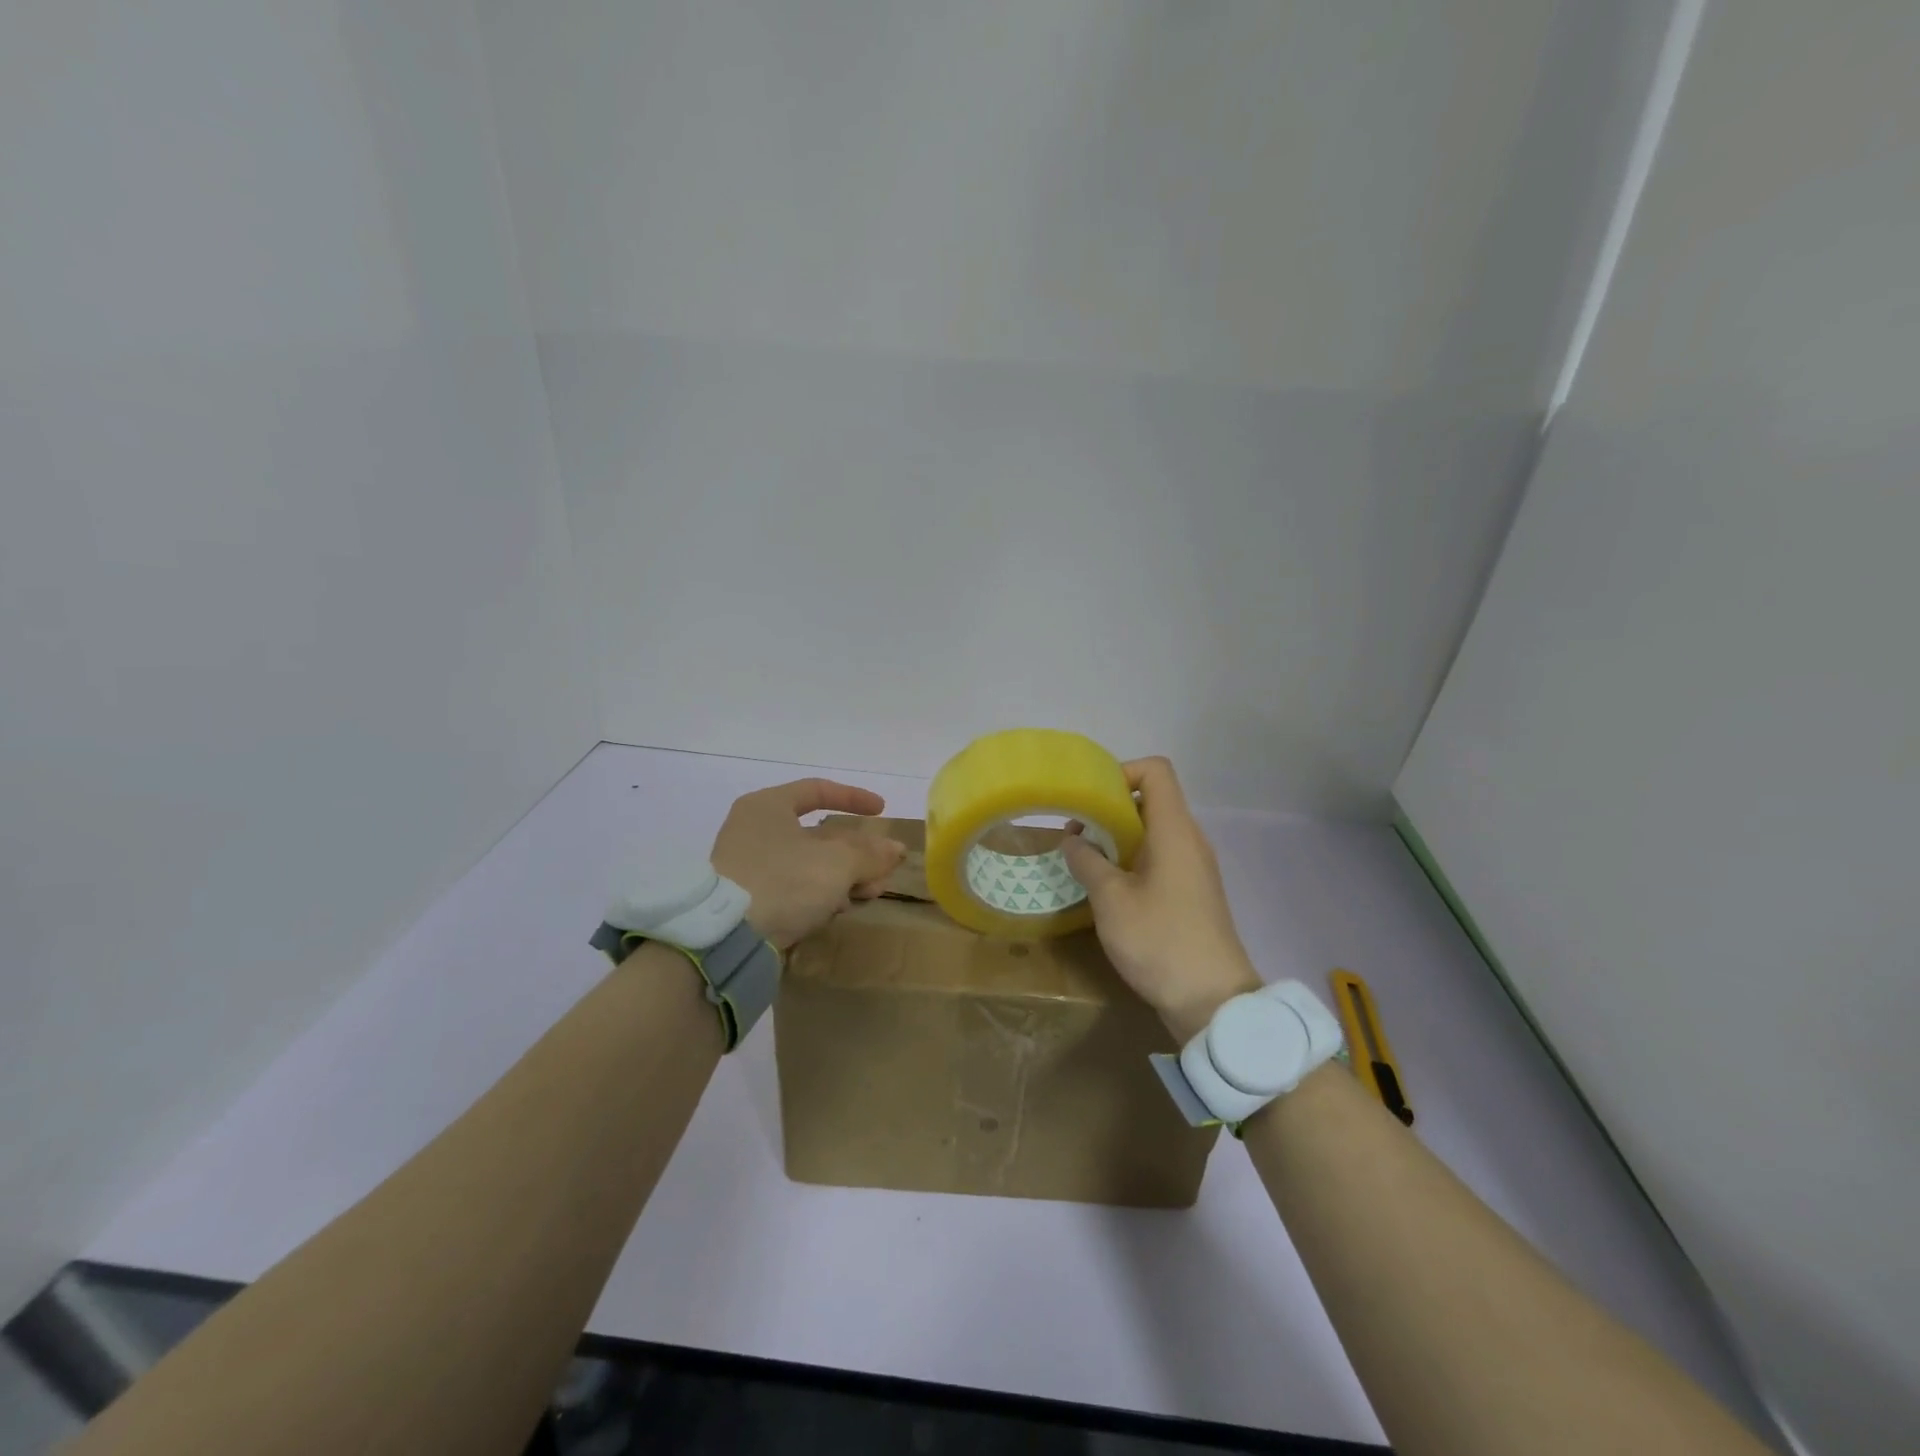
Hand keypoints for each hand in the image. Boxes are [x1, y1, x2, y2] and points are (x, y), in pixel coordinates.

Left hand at [709, 779, 906, 950]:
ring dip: (844, 876)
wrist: (724, 939)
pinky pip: (794, 887)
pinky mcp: (748, 899)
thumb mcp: (836, 864)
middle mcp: (755, 829)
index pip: (817, 791)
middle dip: (857, 852)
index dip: (853, 798)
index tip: (881, 811)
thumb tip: (895, 849)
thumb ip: (870, 854)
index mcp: (768, 806)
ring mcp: (748, 866)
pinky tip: (839, 909)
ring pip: (809, 863)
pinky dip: (820, 893)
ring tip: (869, 895)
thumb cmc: (783, 881)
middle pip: (818, 834)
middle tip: (883, 870)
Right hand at [1061, 757, 1260, 1042]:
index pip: (1156, 771)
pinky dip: (1131, 859)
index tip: (1090, 798)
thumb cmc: (1160, 940)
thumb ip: (1088, 861)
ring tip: (1084, 860)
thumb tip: (1073, 839)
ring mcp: (1193, 867)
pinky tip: (1107, 887)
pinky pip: (1159, 857)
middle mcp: (1189, 840)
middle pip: (1150, 800)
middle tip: (1075, 833)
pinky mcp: (1192, 892)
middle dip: (1109, 809)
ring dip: (1117, 837)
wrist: (1213, 1001)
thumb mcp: (1111, 900)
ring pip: (1152, 831)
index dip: (1121, 772)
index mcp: (1174, 830)